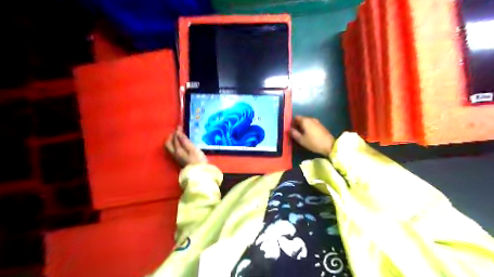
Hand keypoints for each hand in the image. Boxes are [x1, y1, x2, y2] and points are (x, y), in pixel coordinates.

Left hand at [164, 129, 206, 167]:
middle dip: (171, 136)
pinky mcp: (180, 161)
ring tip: (179, 136)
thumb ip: (184, 141)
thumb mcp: (192, 149)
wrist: (200, 173)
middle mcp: (174, 154)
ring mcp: (177, 158)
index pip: (174, 139)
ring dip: (173, 141)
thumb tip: (177, 132)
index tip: (180, 126)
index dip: (177, 131)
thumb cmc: (198, 160)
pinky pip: (174, 150)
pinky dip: (176, 145)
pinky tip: (182, 144)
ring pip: (170, 147)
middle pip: (168, 144)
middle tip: (177, 131)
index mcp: (177, 150)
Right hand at [290, 115, 334, 156]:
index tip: (291, 129)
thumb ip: (293, 133)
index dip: (292, 123)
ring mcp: (317, 122)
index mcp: (305, 120)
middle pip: (301, 119)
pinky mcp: (321, 126)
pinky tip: (308, 135)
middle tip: (295, 133)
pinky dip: (308, 128)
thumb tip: (289, 129)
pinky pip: (311, 125)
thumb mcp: (301, 140)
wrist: (329, 145)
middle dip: (298, 125)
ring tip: (302, 135)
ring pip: (307, 122)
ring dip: (303, 127)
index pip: (296, 117)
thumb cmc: (313, 142)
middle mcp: (311, 119)